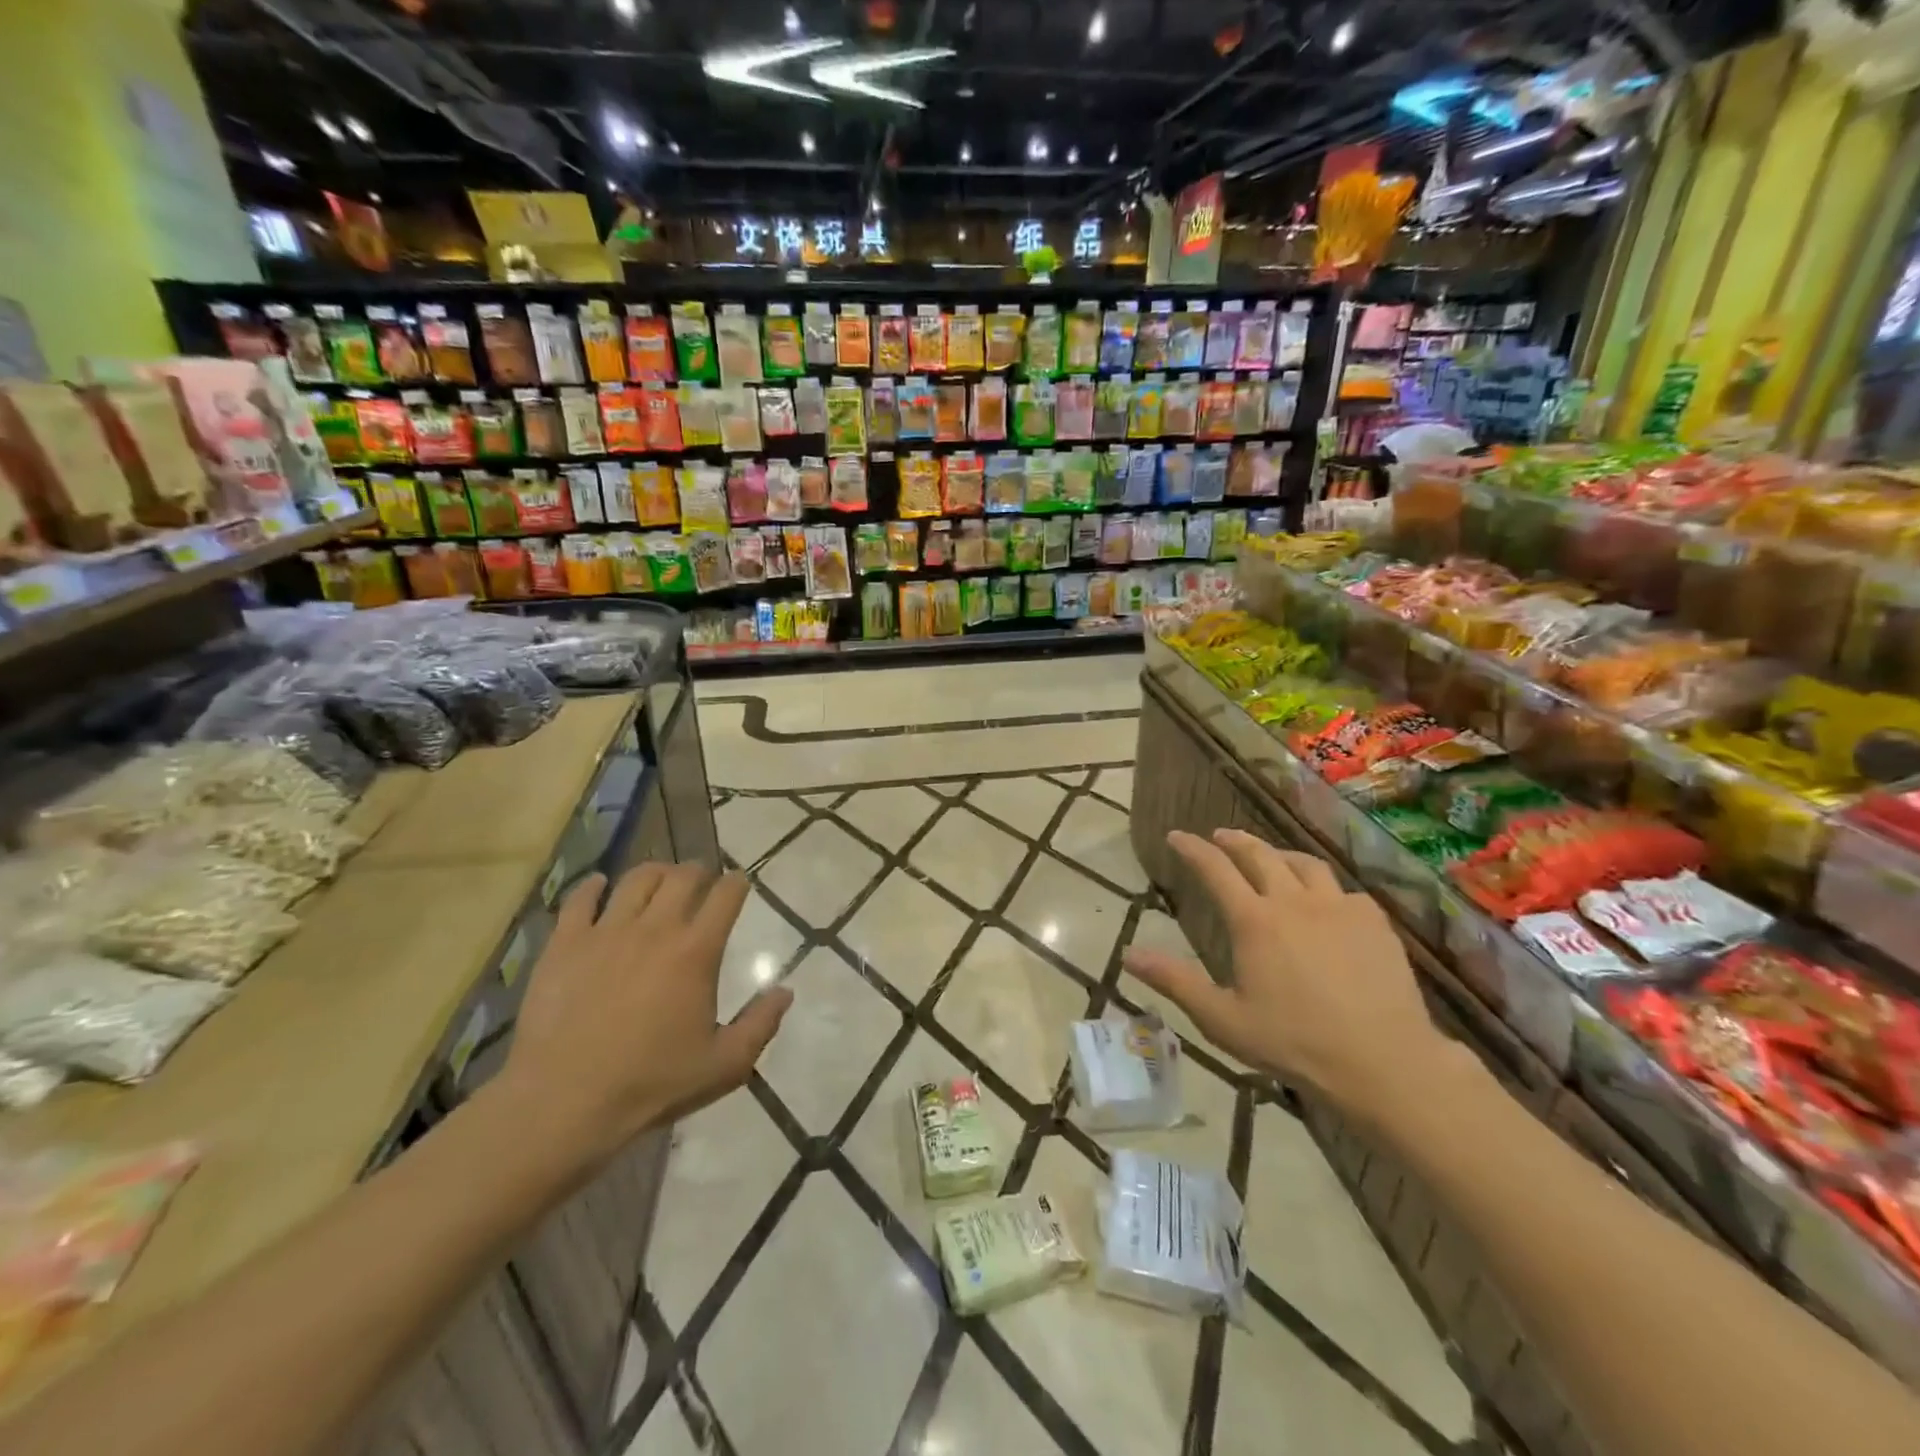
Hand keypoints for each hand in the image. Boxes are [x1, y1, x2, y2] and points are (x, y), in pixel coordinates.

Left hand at [499, 862, 791, 1163]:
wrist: (564, 1101)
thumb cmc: (651, 1083)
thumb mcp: (724, 1065)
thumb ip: (761, 1025)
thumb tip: (786, 991)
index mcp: (696, 951)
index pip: (725, 895)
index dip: (737, 883)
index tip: (739, 883)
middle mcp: (655, 928)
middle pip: (683, 876)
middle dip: (698, 871)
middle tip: (702, 880)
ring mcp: (606, 931)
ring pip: (636, 879)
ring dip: (655, 872)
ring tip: (659, 880)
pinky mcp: (565, 943)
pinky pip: (580, 899)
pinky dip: (593, 886)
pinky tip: (599, 886)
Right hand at [1122, 829, 1447, 1117]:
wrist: (1384, 1063)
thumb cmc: (1294, 1042)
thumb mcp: (1222, 1019)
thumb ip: (1175, 982)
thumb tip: (1129, 953)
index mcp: (1255, 921)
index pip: (1216, 869)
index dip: (1193, 849)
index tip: (1176, 836)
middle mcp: (1295, 902)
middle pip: (1260, 855)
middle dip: (1235, 841)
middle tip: (1219, 836)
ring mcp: (1340, 908)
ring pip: (1305, 864)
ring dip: (1280, 855)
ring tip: (1271, 858)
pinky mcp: (1375, 923)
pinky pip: (1344, 890)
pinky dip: (1324, 886)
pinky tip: (1325, 901)